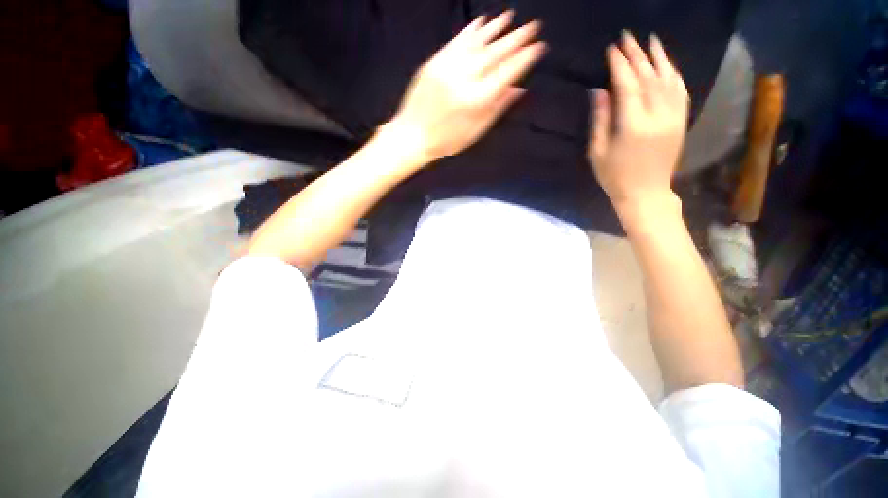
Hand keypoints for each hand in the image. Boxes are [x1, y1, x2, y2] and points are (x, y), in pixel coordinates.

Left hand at [390, 11, 545, 161]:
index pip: (506, 74)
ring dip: (495, 28)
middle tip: (533, 26)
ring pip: (476, 43)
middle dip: (516, 38)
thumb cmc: (446, 141)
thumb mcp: (475, 132)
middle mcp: (463, 80)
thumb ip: (496, 109)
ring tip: (511, 17)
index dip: (524, 59)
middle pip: (494, 54)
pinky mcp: (434, 62)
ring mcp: (447, 68)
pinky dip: (471, 30)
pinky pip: (456, 42)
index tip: (538, 47)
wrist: (412, 135)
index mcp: (476, 101)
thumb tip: (518, 90)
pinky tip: (482, 21)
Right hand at [588, 32, 688, 208]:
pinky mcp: (681, 122)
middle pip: (648, 78)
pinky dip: (674, 74)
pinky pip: (680, 92)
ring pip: (668, 80)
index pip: (628, 86)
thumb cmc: (614, 176)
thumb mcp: (598, 152)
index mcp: (633, 126)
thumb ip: (600, 120)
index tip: (612, 49)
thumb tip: (600, 92)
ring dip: (659, 58)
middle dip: (637, 55)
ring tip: (651, 41)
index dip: (620, 65)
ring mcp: (673, 118)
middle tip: (628, 37)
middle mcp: (657, 117)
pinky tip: (667, 64)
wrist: (645, 193)